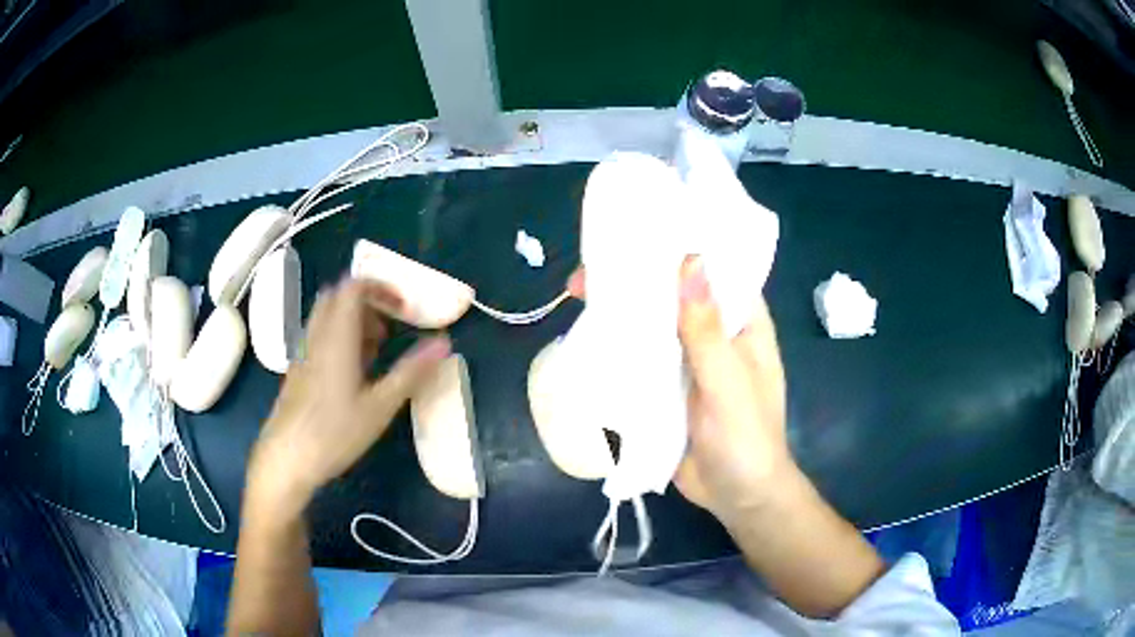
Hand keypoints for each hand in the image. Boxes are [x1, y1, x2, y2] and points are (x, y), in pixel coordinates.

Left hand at [247, 278, 450, 515]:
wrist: (286, 459)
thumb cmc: (334, 433)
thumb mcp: (379, 406)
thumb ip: (411, 372)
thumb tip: (443, 342)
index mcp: (336, 337)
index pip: (353, 287)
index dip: (380, 288)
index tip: (403, 309)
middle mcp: (316, 337)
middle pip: (337, 297)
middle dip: (367, 303)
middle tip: (388, 329)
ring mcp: (303, 354)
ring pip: (326, 317)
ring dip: (352, 321)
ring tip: (375, 352)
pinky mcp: (297, 371)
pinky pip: (319, 338)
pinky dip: (339, 339)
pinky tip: (352, 375)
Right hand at [567, 258, 792, 523]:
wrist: (736, 497)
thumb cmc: (747, 440)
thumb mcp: (729, 386)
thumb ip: (708, 331)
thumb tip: (690, 260)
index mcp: (742, 322)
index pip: (715, 269)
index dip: (682, 243)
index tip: (640, 226)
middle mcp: (714, 332)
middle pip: (674, 292)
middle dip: (637, 277)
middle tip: (591, 269)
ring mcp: (687, 358)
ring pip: (653, 321)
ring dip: (621, 307)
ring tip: (578, 294)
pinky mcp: (666, 384)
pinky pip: (640, 354)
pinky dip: (617, 342)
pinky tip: (586, 333)